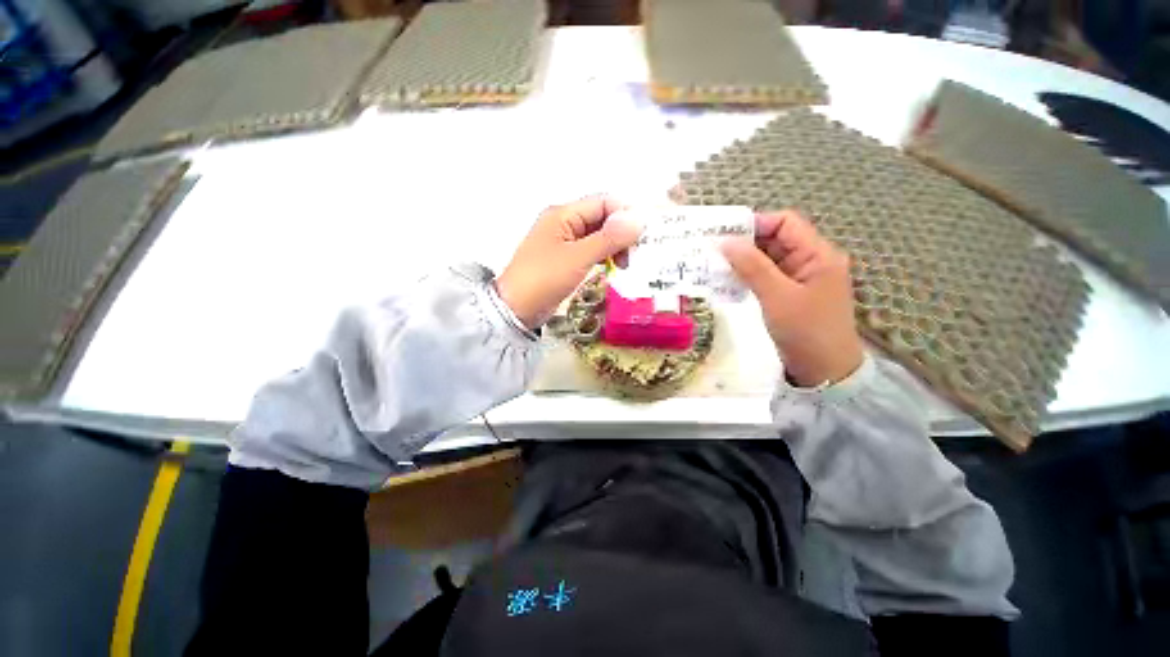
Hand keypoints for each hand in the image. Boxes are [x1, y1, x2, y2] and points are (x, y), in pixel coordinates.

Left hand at [497, 196, 641, 327]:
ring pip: (598, 236)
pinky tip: (612, 268)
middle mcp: (564, 223)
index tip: (641, 237)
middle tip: (633, 256)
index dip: (624, 215)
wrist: (517, 309)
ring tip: (623, 266)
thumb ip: (608, 239)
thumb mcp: (578, 258)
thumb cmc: (544, 279)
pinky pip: (591, 251)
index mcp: (563, 214)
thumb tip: (638, 219)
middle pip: (602, 218)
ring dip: (614, 247)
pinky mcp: (566, 259)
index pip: (603, 202)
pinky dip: (604, 257)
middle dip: (620, 233)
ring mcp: (564, 242)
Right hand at [721, 210, 863, 386]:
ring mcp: (800, 279)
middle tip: (712, 251)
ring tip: (714, 265)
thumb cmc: (806, 331)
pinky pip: (767, 277)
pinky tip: (728, 281)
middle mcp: (811, 261)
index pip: (786, 223)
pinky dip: (748, 276)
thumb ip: (752, 267)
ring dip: (744, 261)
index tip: (724, 234)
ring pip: (768, 259)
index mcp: (818, 254)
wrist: (825, 372)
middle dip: (745, 243)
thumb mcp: (777, 296)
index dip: (756, 223)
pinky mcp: (790, 295)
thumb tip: (725, 241)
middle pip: (776, 240)